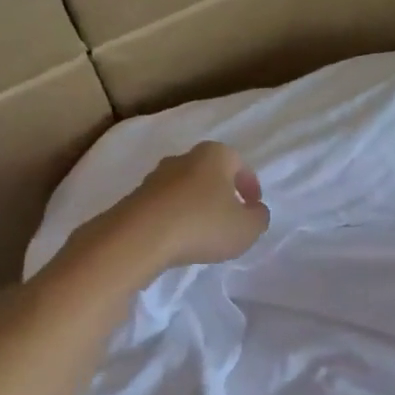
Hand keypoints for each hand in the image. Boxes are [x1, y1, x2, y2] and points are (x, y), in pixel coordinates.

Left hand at [81, 141, 270, 278]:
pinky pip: (164, 206)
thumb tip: (254, 211)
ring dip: (196, 206)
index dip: (250, 186)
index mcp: (214, 155)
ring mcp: (155, 177)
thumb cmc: (202, 225)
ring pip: (185, 188)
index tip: (253, 207)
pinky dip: (175, 218)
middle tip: (230, 217)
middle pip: (210, 173)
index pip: (240, 164)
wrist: (139, 237)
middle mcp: (183, 158)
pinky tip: (179, 238)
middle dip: (221, 193)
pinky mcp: (135, 198)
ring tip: (203, 232)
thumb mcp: (248, 228)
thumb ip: (259, 217)